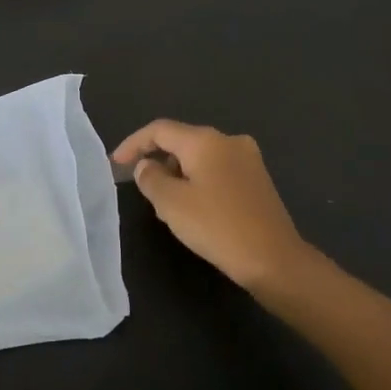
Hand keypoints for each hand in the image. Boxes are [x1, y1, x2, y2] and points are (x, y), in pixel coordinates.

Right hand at [112, 120, 314, 289]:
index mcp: (206, 140)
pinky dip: (199, 182)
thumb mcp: (172, 204)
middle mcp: (229, 140)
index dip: (133, 143)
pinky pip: (218, 171)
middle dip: (157, 160)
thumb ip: (151, 178)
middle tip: (142, 188)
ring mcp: (248, 159)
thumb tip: (146, 165)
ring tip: (166, 204)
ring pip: (200, 157)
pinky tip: (195, 209)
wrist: (275, 260)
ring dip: (178, 174)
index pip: (160, 130)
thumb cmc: (218, 227)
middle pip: (182, 141)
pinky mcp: (258, 180)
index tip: (115, 163)